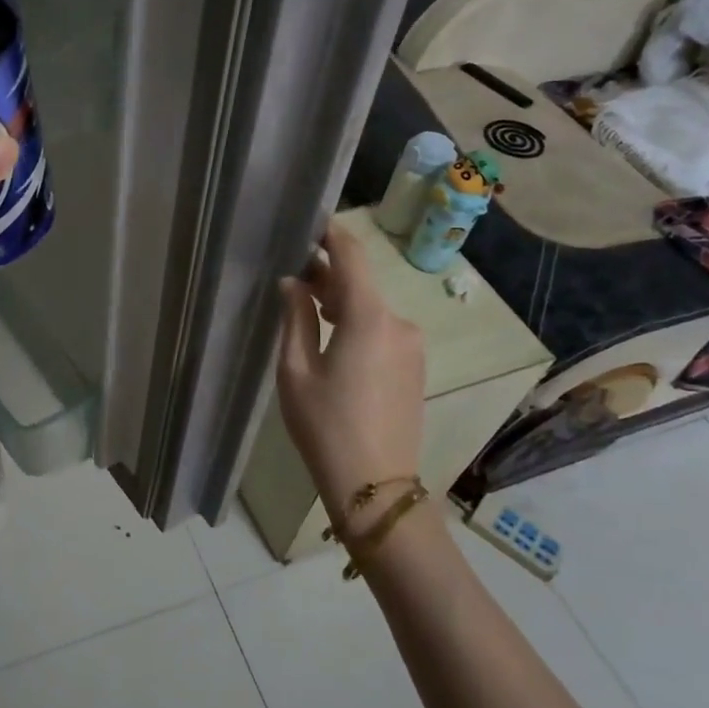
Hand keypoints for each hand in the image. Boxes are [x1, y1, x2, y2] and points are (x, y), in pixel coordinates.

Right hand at [276, 219, 424, 525]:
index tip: (309, 221)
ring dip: (342, 301)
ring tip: (307, 307)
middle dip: (329, 273)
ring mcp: (413, 345)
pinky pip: (384, 329)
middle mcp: (399, 322)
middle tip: (293, 273)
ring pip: (373, 307)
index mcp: (368, 317)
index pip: (352, 256)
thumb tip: (293, 283)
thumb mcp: (296, 370)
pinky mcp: (415, 366)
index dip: (330, 234)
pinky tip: (333, 337)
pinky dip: (358, 322)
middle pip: (362, 282)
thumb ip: (295, 318)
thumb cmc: (325, 426)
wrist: (375, 485)